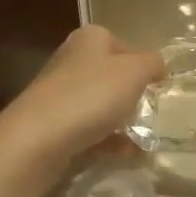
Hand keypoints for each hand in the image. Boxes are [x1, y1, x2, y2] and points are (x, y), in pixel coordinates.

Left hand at [0, 26, 164, 188]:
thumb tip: (159, 66)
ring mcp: (59, 94)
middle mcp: (72, 60)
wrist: (36, 139)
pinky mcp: (53, 125)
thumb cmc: (90, 96)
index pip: (124, 45)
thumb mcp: (133, 72)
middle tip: (151, 114)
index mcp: (90, 39)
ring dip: (123, 122)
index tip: (157, 88)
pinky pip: (89, 130)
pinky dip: (109, 142)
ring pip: (100, 105)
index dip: (143, 66)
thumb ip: (152, 64)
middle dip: (132, 96)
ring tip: (144, 141)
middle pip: (112, 76)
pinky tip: (128, 157)